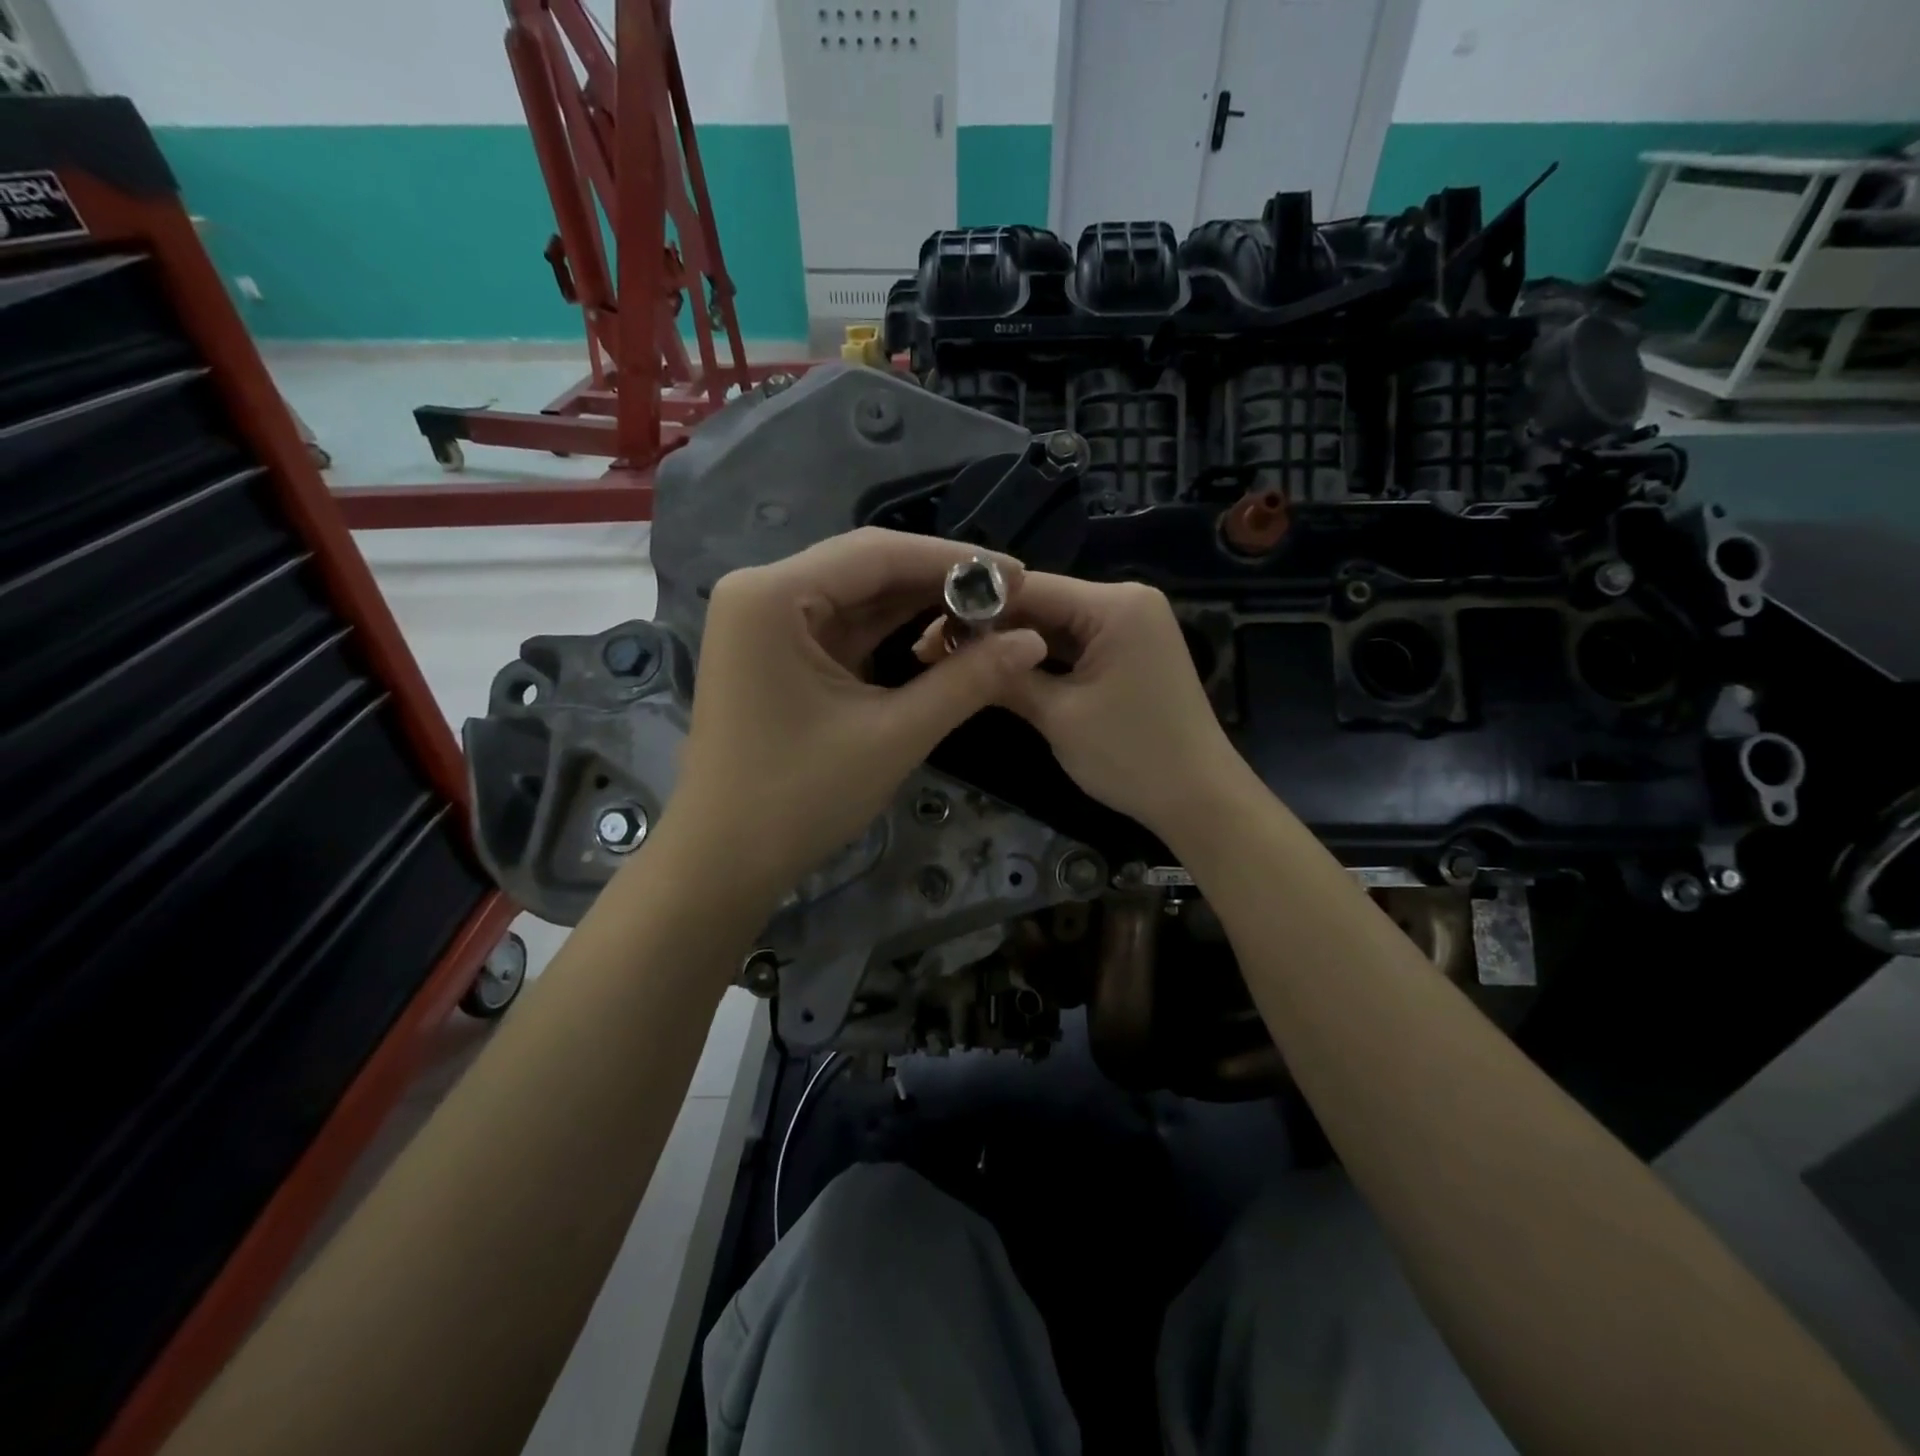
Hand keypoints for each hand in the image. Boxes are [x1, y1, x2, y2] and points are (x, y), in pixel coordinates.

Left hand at [670, 528, 1046, 895]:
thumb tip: (1033, 640)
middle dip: (939, 584)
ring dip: (919, 608)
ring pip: (858, 599)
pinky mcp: (776, 655)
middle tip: (1010, 596)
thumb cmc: (799, 798)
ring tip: (989, 615)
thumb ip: (967, 681)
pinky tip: (942, 637)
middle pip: (866, 569)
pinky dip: (891, 635)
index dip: (954, 560)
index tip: (1019, 572)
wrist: (724, 863)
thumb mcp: (894, 735)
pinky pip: (844, 629)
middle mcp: (761, 593)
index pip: (877, 553)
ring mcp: (765, 624)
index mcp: (771, 596)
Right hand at [934, 575, 1241, 840]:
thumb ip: (1006, 676)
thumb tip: (953, 650)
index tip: (927, 630)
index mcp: (1115, 605)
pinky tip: (1001, 668)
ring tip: (955, 659)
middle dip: (991, 627)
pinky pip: (1076, 644)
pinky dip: (1041, 657)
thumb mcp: (1058, 716)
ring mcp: (1132, 626)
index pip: (1029, 588)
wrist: (1199, 800)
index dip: (974, 608)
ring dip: (1012, 643)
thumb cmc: (1131, 756)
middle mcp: (1127, 602)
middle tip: (932, 650)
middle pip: (1042, 602)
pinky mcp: (1130, 651)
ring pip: (1055, 625)